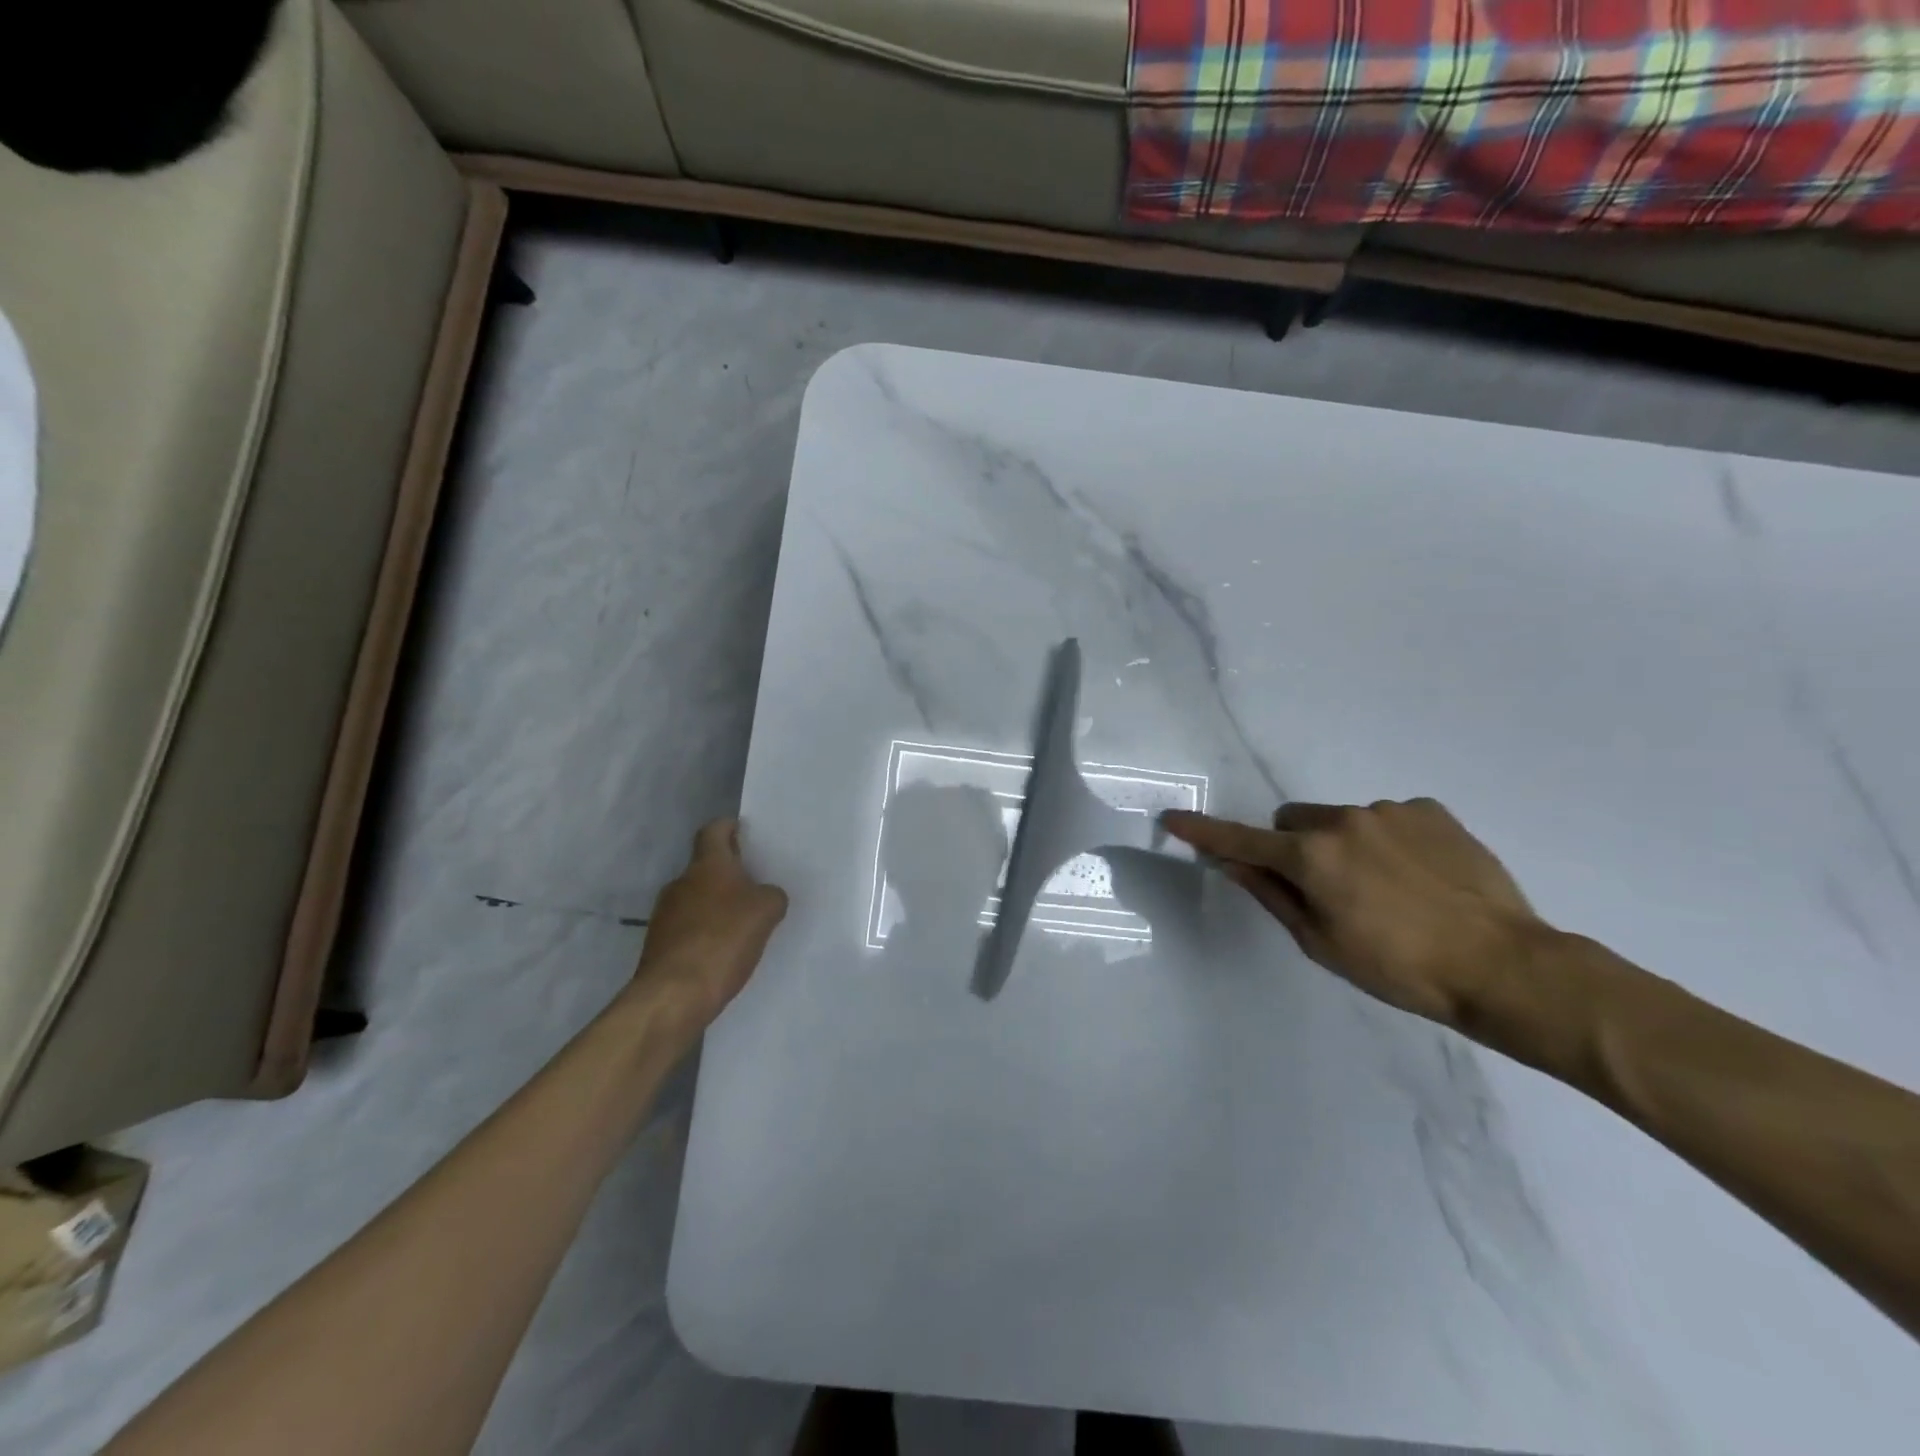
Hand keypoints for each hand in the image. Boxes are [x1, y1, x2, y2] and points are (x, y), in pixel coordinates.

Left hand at [632, 820, 788, 1035]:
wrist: (674, 995)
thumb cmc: (723, 940)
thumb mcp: (766, 911)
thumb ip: (772, 895)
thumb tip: (765, 896)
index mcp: (707, 865)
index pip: (714, 831)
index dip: (729, 828)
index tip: (745, 832)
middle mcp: (681, 882)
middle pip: (706, 867)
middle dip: (729, 873)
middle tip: (757, 885)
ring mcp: (665, 914)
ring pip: (697, 898)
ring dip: (717, 905)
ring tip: (744, 923)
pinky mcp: (659, 944)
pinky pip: (689, 927)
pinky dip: (706, 932)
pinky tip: (725, 951)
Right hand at [1161, 800, 1542, 1025]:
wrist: (1504, 966)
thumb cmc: (1400, 969)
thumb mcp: (1321, 942)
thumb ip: (1271, 894)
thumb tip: (1233, 863)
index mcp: (1311, 856)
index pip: (1242, 840)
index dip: (1204, 832)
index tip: (1173, 819)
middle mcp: (1344, 820)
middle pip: (1293, 821)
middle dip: (1293, 846)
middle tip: (1324, 888)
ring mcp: (1390, 810)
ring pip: (1341, 820)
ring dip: (1344, 846)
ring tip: (1387, 890)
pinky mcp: (1431, 810)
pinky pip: (1387, 818)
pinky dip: (1387, 841)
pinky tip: (1419, 877)